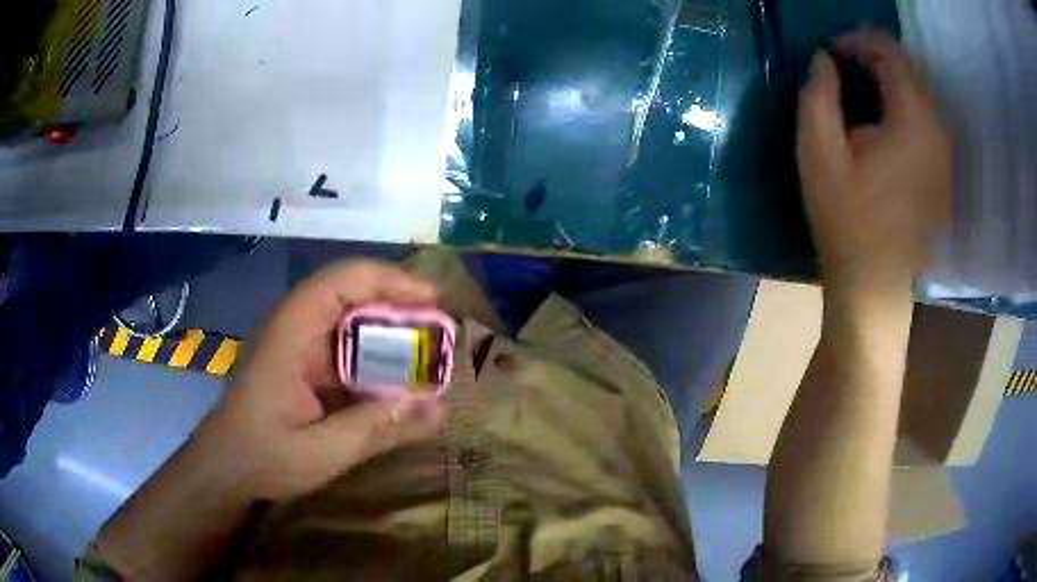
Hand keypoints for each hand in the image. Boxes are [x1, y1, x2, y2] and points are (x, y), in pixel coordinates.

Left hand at [203, 260, 445, 500]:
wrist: (223, 470)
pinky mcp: (304, 366)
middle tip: (442, 334)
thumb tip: (440, 410)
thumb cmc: (261, 457)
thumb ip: (377, 430)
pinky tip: (398, 382)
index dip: (391, 282)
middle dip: (400, 307)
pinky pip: (346, 349)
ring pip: (352, 321)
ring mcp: (299, 345)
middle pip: (352, 294)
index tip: (434, 302)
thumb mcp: (321, 452)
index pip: (342, 281)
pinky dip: (377, 359)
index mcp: (291, 333)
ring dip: (391, 333)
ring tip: (430, 356)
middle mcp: (295, 327)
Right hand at [797, 30, 951, 294]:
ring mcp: (944, 153)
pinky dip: (902, 103)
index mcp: (914, 121)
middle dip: (874, 57)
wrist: (876, 285)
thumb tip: (823, 60)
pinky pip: (925, 117)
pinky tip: (882, 116)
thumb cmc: (848, 222)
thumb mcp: (819, 154)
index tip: (830, 52)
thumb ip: (818, 96)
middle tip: (842, 65)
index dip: (857, 41)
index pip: (891, 53)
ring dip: (889, 79)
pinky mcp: (942, 170)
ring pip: (919, 91)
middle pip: (910, 68)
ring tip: (859, 86)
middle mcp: (938, 130)